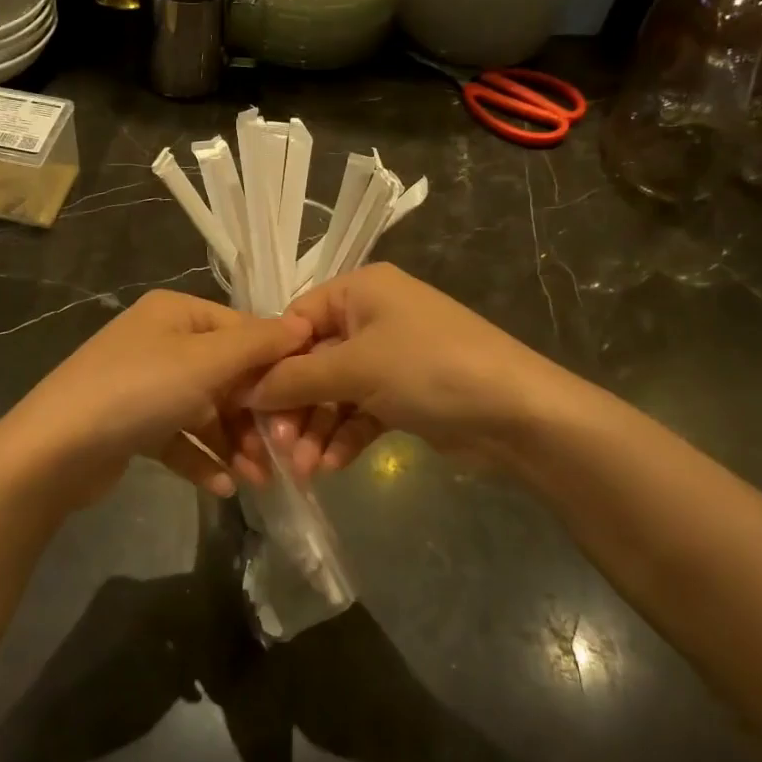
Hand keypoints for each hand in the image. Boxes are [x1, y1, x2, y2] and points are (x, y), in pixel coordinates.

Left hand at [3, 289, 310, 506]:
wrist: (54, 450)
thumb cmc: (138, 391)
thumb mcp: (205, 362)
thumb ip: (258, 344)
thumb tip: (303, 324)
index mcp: (176, 313)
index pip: (243, 330)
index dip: (276, 364)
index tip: (305, 402)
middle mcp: (162, 342)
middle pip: (226, 375)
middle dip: (255, 416)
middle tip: (281, 455)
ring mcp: (146, 384)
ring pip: (206, 411)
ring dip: (233, 444)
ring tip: (257, 480)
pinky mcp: (135, 424)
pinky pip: (180, 437)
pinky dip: (202, 459)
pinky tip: (222, 487)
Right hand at [248, 263, 570, 480]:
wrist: (517, 413)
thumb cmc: (429, 369)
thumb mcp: (356, 368)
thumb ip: (295, 378)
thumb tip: (244, 390)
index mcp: (360, 291)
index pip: (295, 321)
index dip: (270, 363)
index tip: (246, 404)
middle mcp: (371, 317)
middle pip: (313, 362)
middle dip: (295, 408)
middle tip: (276, 450)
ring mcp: (389, 357)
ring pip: (334, 393)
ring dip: (316, 430)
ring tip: (303, 471)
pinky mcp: (404, 394)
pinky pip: (359, 412)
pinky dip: (344, 437)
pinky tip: (331, 468)